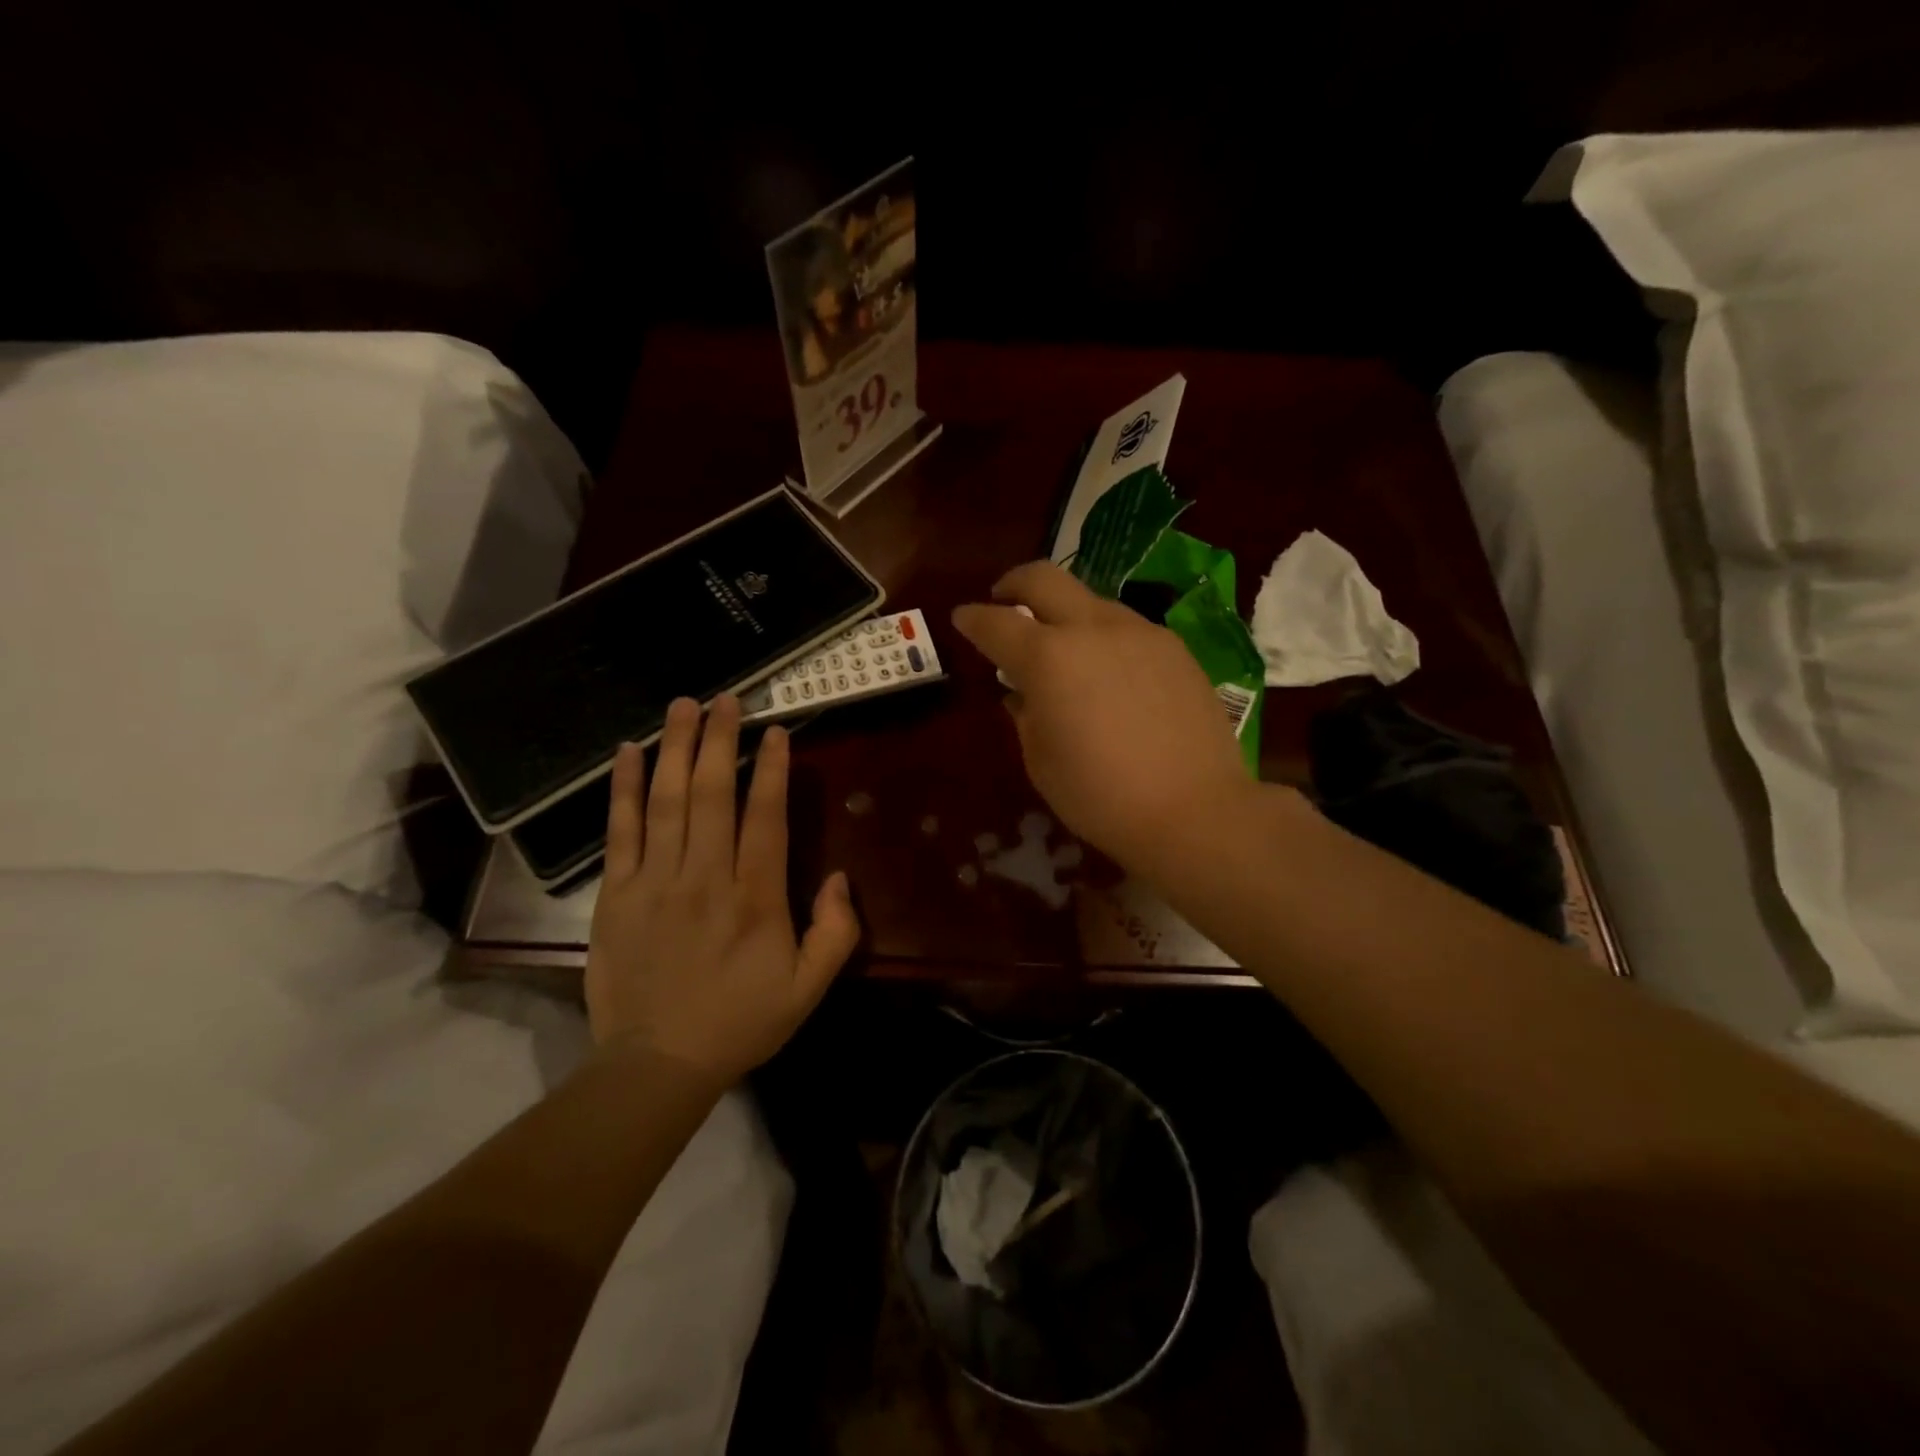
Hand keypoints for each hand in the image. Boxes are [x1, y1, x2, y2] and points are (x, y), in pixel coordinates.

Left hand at [584, 695, 860, 1087]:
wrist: (657, 1064)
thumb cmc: (740, 1022)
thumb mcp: (808, 989)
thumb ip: (836, 933)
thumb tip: (840, 878)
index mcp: (756, 898)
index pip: (765, 817)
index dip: (771, 769)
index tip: (774, 731)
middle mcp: (706, 877)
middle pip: (713, 794)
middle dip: (721, 740)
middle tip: (726, 699)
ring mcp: (656, 882)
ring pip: (668, 801)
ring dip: (676, 749)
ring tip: (683, 706)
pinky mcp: (617, 894)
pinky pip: (621, 831)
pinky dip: (624, 789)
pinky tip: (628, 753)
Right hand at [952, 562, 1256, 871]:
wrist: (1195, 810)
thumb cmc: (1100, 796)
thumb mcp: (1041, 762)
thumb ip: (1025, 716)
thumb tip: (1022, 694)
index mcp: (1048, 658)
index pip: (996, 623)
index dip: (972, 618)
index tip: (962, 618)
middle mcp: (1092, 629)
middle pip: (1044, 579)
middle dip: (1014, 583)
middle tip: (1003, 599)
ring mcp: (1140, 633)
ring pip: (1091, 600)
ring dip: (1065, 612)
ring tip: (1061, 645)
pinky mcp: (1176, 648)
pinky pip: (1127, 628)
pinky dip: (1104, 636)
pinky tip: (1109, 670)